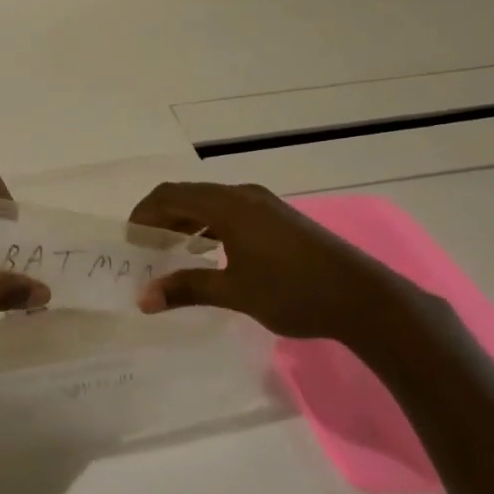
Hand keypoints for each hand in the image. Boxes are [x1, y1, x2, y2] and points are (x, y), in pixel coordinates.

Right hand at [128, 181, 431, 350]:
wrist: (363, 298)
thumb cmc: (294, 292)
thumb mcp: (235, 292)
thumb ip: (187, 289)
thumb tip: (143, 298)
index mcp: (229, 206)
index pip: (170, 195)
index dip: (144, 213)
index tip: (130, 241)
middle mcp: (244, 195)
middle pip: (189, 195)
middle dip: (162, 217)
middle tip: (145, 249)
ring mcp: (264, 205)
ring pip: (210, 203)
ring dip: (186, 221)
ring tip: (171, 252)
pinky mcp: (279, 218)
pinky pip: (230, 211)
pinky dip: (209, 226)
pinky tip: (209, 254)